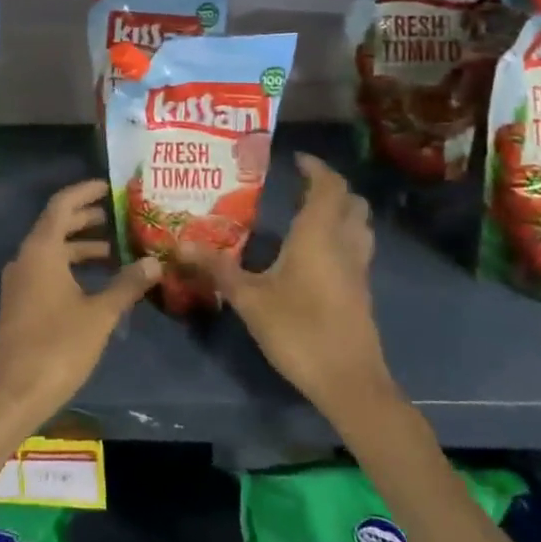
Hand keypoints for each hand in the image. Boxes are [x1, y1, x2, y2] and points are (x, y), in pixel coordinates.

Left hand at [0, 180, 157, 432]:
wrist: (13, 394)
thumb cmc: (58, 347)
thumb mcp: (99, 314)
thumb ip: (126, 285)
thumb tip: (154, 262)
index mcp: (41, 251)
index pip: (61, 205)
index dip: (84, 192)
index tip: (108, 186)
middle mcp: (25, 259)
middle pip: (55, 225)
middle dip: (84, 218)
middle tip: (116, 215)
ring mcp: (20, 282)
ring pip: (51, 250)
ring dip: (79, 245)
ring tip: (113, 249)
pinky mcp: (20, 303)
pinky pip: (46, 270)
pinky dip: (70, 266)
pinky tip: (95, 282)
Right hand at [180, 154, 394, 423]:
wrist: (349, 383)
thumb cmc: (298, 331)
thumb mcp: (249, 299)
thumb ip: (217, 268)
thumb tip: (179, 243)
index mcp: (318, 235)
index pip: (328, 186)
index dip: (316, 167)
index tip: (296, 159)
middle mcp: (344, 244)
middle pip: (352, 201)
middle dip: (330, 186)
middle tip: (300, 184)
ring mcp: (358, 269)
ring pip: (359, 225)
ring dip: (341, 210)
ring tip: (308, 213)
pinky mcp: (361, 291)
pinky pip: (356, 248)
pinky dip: (341, 236)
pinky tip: (314, 253)